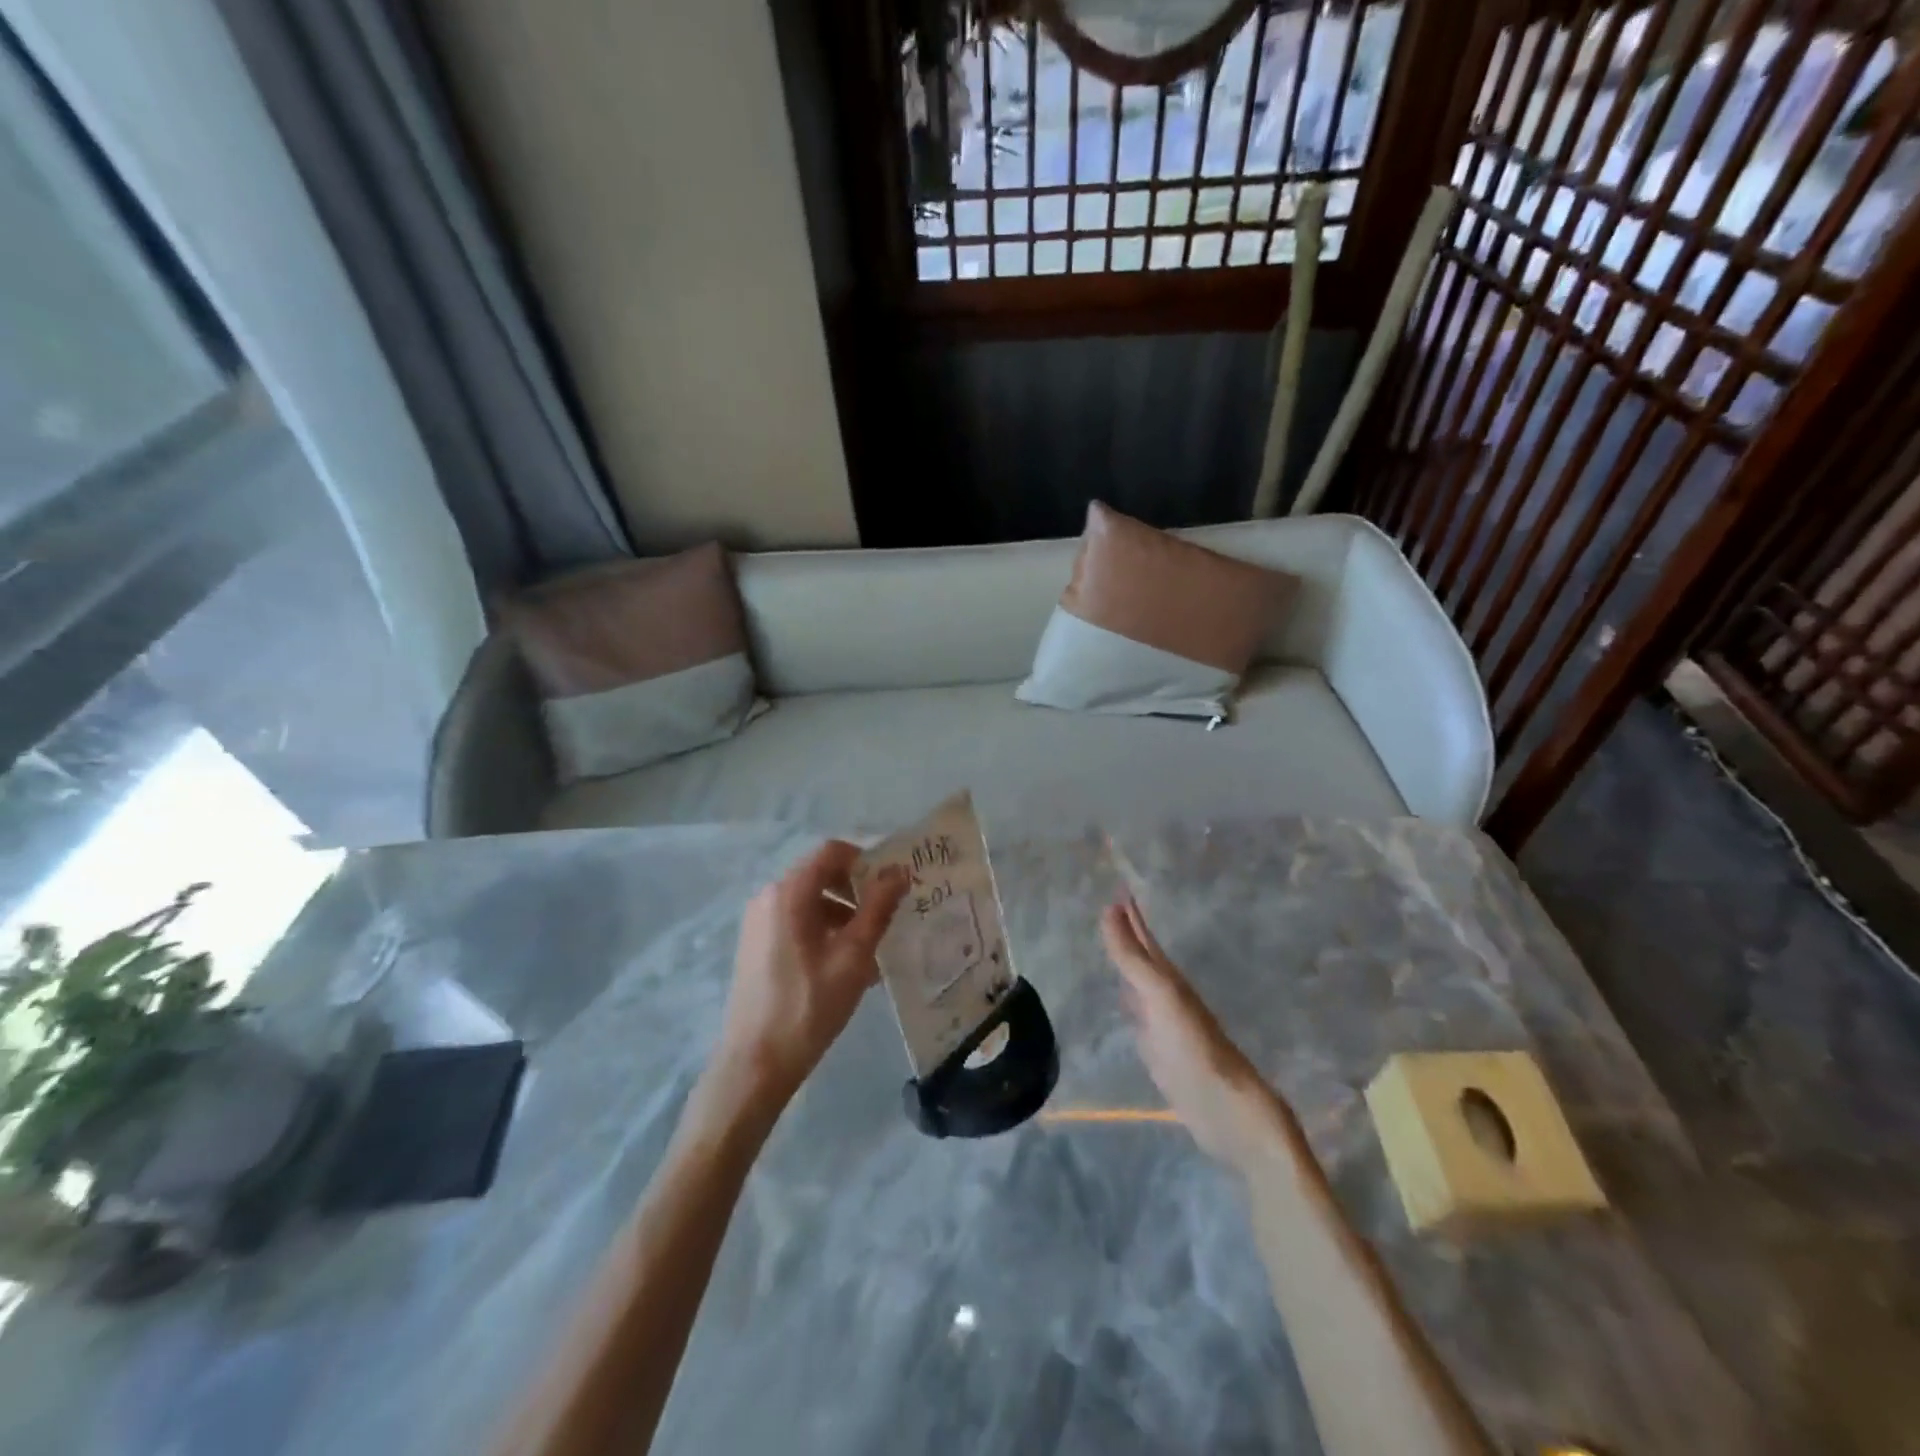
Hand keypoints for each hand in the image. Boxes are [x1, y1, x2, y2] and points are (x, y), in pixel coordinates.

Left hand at [707, 841, 908, 1114]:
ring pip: (810, 901)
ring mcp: (758, 922)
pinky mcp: (756, 945)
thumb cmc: (809, 1005)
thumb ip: (878, 908)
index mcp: (789, 892)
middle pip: (821, 874)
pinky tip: (846, 965)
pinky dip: (824, 931)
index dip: (866, 861)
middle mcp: (769, 897)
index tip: (892, 886)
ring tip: (872, 948)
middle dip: (857, 890)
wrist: (755, 1063)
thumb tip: (900, 872)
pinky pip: (796, 922)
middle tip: (888, 916)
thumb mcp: (853, 956)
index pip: (832, 852)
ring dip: (844, 913)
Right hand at [1101, 896, 1274, 1168]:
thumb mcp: (1160, 995)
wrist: (1222, 1106)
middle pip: (1143, 957)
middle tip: (1110, 908)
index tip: (1119, 888)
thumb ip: (1132, 957)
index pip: (1145, 938)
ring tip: (1112, 946)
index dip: (1131, 915)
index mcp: (1168, 977)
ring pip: (1139, 983)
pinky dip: (1127, 999)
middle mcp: (1165, 993)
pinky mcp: (1157, 1049)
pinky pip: (1137, 1013)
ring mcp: (1161, 1021)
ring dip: (1127, 963)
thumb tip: (1107, 909)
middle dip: (1129, 933)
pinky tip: (1122, 999)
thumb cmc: (1193, 1045)